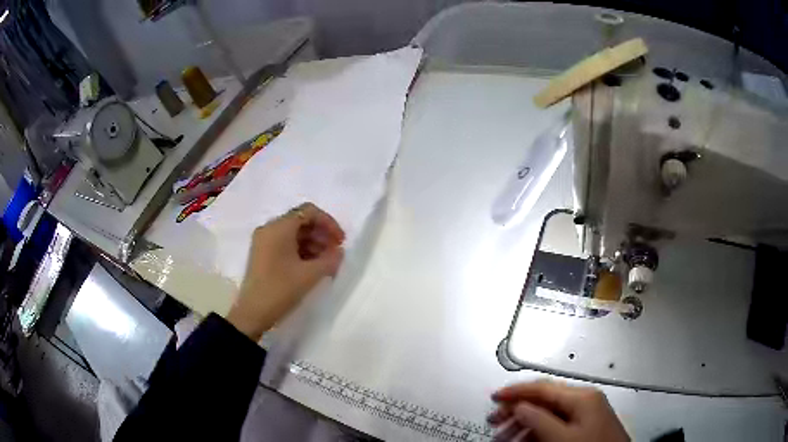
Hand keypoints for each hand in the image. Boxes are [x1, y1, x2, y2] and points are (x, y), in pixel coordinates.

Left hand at [227, 203, 344, 340]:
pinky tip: (312, 266)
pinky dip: (301, 251)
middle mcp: (269, 229)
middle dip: (321, 234)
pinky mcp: (262, 254)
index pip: (309, 211)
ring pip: (293, 233)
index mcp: (279, 227)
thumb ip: (330, 259)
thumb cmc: (281, 289)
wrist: (252, 313)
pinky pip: (285, 244)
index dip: (328, 223)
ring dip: (313, 243)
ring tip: (326, 262)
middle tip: (336, 252)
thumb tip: (339, 252)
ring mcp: (264, 242)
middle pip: (301, 221)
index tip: (341, 241)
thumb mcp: (310, 275)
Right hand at [488, 380, 628, 441]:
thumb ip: (540, 419)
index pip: (543, 387)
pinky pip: (555, 424)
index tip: (495, 397)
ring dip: (524, 422)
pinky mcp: (583, 426)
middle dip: (517, 409)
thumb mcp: (562, 437)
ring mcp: (584, 413)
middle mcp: (584, 400)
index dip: (516, 391)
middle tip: (494, 419)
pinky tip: (523, 440)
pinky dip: (536, 431)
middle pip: (544, 399)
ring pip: (547, 413)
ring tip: (503, 434)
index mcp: (582, 397)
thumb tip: (519, 405)